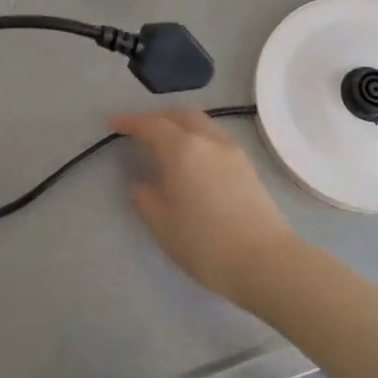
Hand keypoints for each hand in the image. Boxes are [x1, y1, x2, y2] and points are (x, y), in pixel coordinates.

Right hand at [108, 110, 297, 303]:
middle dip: (157, 118)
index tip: (112, 123)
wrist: (265, 262)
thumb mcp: (162, 225)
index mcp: (182, 149)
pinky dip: (198, 139)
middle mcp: (208, 141)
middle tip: (140, 131)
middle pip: (180, 116)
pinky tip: (193, 161)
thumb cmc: (205, 244)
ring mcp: (232, 152)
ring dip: (180, 126)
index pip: (151, 125)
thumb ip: (145, 199)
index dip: (129, 122)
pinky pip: (216, 139)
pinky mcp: (247, 167)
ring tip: (166, 144)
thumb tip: (142, 185)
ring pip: (202, 125)